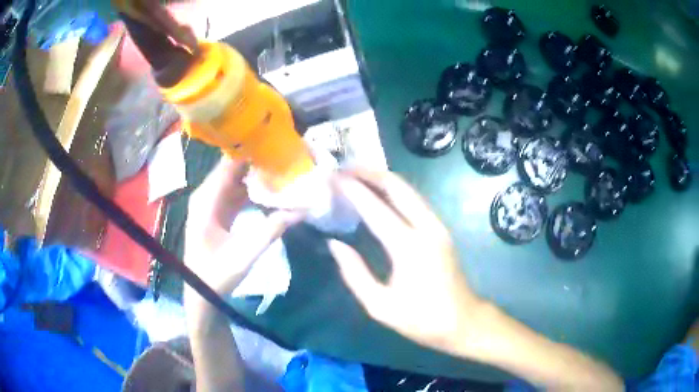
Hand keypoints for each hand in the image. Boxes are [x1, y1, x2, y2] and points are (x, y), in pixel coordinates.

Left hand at [183, 157, 303, 325]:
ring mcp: (210, 204)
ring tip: (281, 171)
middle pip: (231, 170)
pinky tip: (269, 191)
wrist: (201, 293)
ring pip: (234, 181)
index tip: (275, 147)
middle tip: (284, 159)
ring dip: (255, 177)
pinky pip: (234, 193)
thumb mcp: (246, 254)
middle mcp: (205, 196)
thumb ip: (272, 231)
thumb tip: (300, 211)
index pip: (228, 166)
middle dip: (256, 163)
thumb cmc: (217, 274)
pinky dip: (250, 190)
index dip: (250, 154)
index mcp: (206, 201)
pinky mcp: (216, 213)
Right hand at [328, 169, 483, 352]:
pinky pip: (415, 200)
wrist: (463, 320)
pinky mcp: (441, 229)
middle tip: (344, 167)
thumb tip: (335, 244)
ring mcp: (437, 225)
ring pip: (408, 189)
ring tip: (357, 174)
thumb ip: (354, 273)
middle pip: (397, 186)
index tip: (332, 176)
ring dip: (382, 178)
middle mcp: (426, 227)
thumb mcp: (380, 305)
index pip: (375, 208)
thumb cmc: (421, 319)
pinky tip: (379, 192)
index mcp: (408, 247)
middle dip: (370, 172)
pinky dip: (394, 190)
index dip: (352, 189)